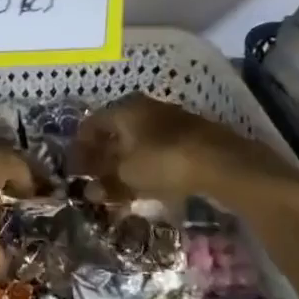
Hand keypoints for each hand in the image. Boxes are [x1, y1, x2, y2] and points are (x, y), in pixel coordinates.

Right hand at [74, 94, 298, 209]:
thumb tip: (90, 190)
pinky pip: (160, 149)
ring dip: (127, 161)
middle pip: (116, 130)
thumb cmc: (163, 161)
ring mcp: (171, 120)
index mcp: (124, 109)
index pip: (92, 123)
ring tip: (120, 184)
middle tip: (95, 176)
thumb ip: (106, 182)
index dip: (81, 147)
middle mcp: (145, 108)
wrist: (223, 163)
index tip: (75, 168)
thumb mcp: (128, 176)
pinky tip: (149, 184)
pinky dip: (149, 165)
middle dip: (104, 154)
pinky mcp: (192, 137)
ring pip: (139, 140)